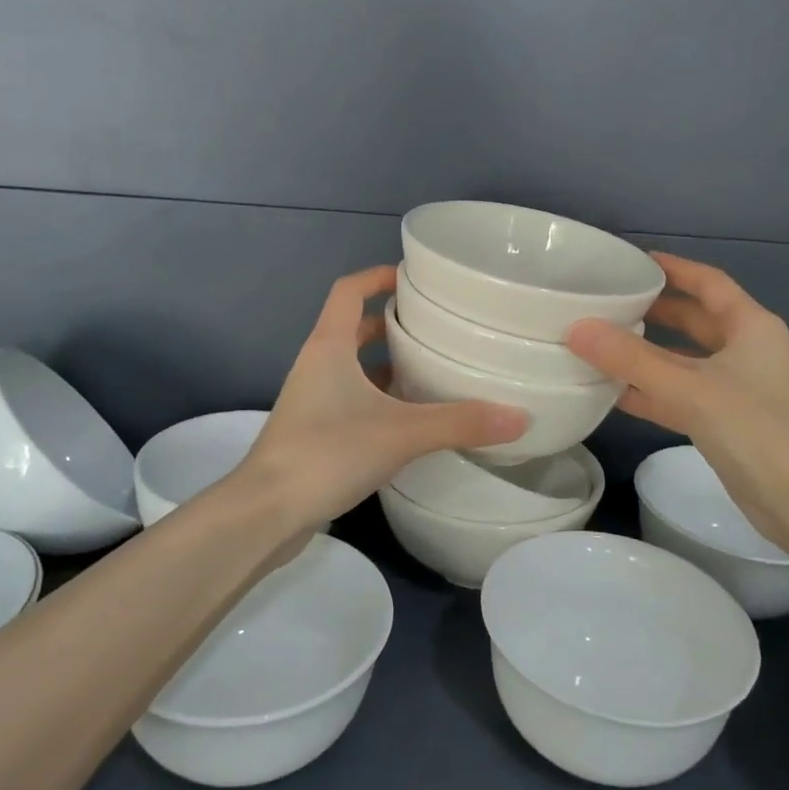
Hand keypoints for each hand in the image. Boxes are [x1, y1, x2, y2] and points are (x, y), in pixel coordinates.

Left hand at [239, 265, 528, 530]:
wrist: (267, 512)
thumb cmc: (327, 452)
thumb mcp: (401, 433)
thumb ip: (460, 423)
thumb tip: (521, 417)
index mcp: (329, 346)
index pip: (349, 291)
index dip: (377, 277)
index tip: (413, 277)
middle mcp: (317, 365)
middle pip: (354, 328)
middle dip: (393, 324)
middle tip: (437, 328)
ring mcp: (312, 400)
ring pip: (354, 368)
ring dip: (388, 366)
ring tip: (433, 371)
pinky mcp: (314, 433)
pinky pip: (352, 401)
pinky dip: (380, 400)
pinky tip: (412, 421)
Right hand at [564, 253, 788, 537]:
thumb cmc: (755, 429)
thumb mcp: (689, 388)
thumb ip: (631, 359)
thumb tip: (576, 328)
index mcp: (750, 326)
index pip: (708, 282)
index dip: (673, 267)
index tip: (633, 261)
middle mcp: (745, 350)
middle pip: (694, 320)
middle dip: (653, 310)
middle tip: (607, 301)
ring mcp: (736, 388)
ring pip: (683, 360)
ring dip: (646, 353)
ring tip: (600, 342)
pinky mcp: (724, 421)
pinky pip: (679, 394)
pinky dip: (650, 391)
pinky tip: (612, 392)